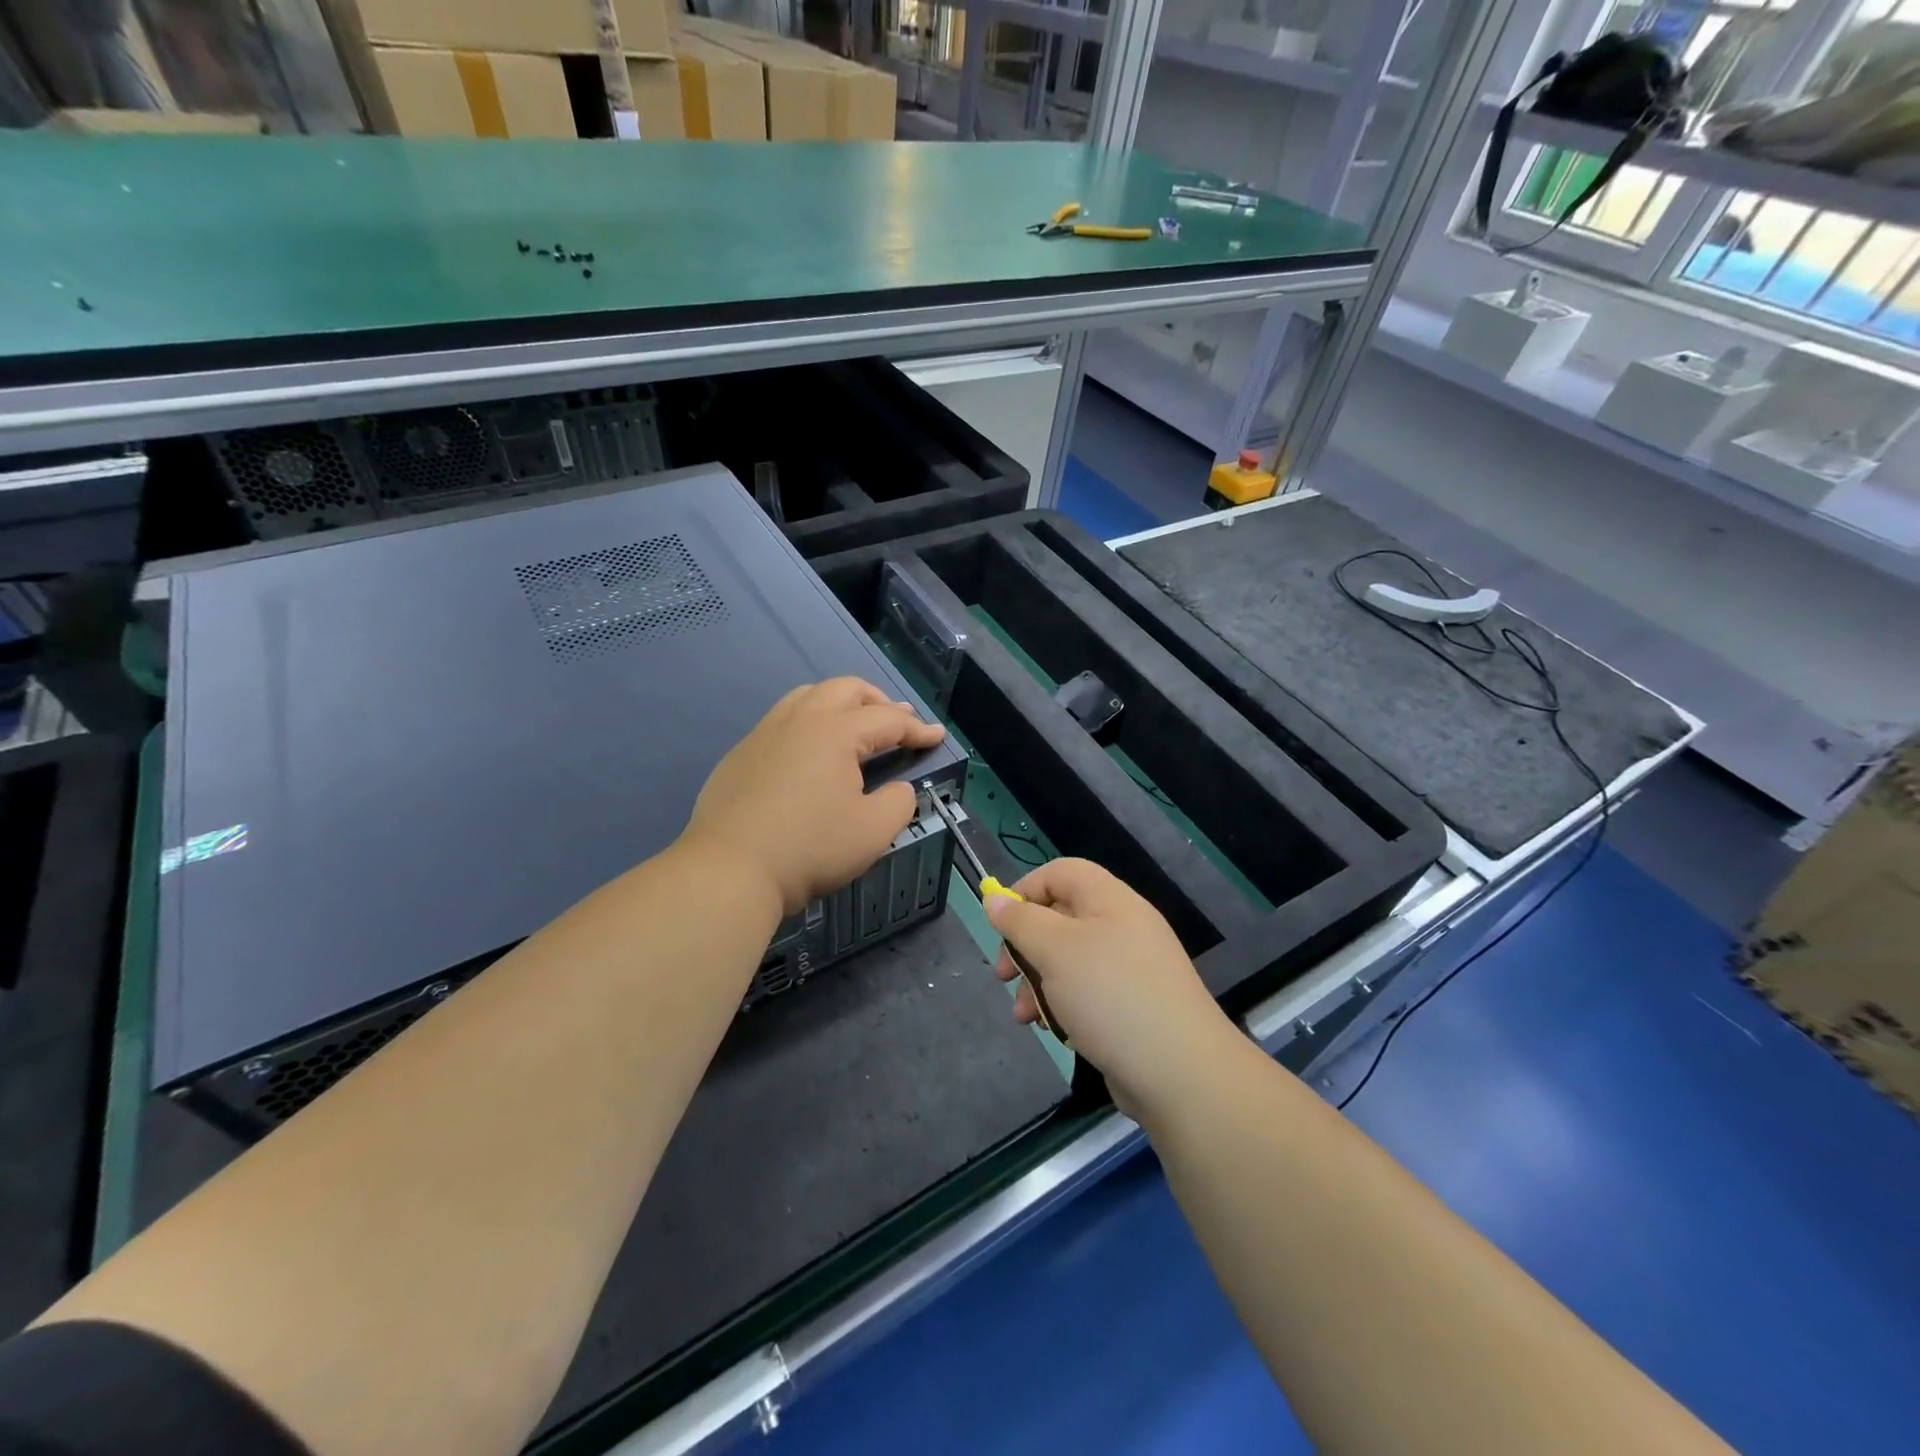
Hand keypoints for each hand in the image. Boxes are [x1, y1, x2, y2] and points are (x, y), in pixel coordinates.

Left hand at [686, 677, 945, 915]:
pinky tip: (810, 752)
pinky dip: (809, 722)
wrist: (729, 870)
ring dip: (840, 703)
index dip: (917, 729)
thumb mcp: (873, 831)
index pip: (887, 719)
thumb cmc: (810, 848)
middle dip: (878, 701)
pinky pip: (782, 720)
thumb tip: (899, 788)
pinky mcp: (741, 754)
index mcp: (835, 732)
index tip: (937, 736)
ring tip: (854, 724)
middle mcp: (799, 720)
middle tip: (897, 721)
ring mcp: (765, 733)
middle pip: (846, 689)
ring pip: (808, 696)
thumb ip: (899, 802)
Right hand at [986, 859, 1235, 1119]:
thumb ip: (1020, 921)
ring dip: (1037, 982)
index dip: (1025, 890)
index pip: (1060, 873)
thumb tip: (994, 898)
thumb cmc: (1110, 995)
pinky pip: (1086, 991)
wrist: (1179, 1072)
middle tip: (1003, 975)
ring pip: (1068, 960)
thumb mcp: (1055, 950)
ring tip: (1024, 1016)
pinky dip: (1063, 1005)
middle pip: (1060, 918)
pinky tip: (1051, 1030)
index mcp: (1109, 900)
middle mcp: (1122, 926)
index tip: (999, 924)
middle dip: (1024, 946)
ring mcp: (1129, 968)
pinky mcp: (1131, 1005)